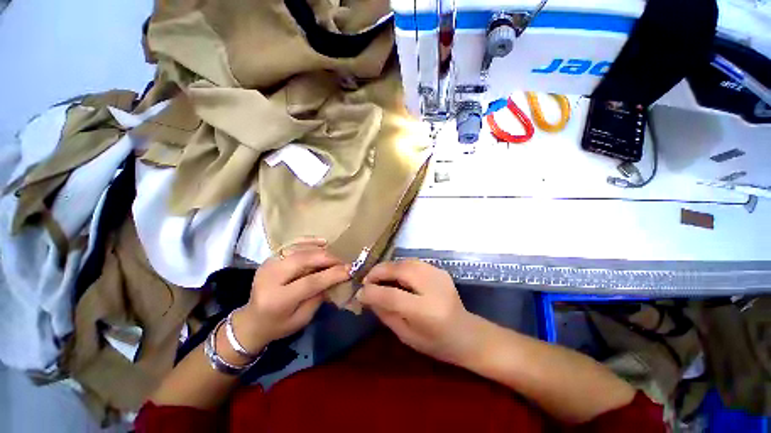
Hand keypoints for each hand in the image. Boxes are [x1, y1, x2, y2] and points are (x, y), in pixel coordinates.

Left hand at [233, 240, 350, 352]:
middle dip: (328, 258)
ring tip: (335, 256)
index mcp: (277, 300)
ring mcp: (268, 264)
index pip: (309, 282)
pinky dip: (309, 241)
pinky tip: (323, 242)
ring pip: (299, 249)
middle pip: (303, 260)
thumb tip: (337, 276)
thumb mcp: (302, 318)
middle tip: (343, 262)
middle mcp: (270, 278)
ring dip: (321, 251)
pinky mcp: (270, 257)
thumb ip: (319, 296)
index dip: (332, 274)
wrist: (252, 320)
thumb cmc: (279, 325)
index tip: (350, 270)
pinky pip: (293, 243)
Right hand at [357, 259, 486, 365]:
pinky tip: (394, 275)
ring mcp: (439, 274)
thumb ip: (386, 314)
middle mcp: (434, 287)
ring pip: (406, 261)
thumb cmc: (436, 343)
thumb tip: (367, 296)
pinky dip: (399, 266)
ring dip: (388, 267)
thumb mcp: (406, 336)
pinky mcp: (439, 269)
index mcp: (426, 311)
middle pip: (400, 270)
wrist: (467, 334)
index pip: (393, 296)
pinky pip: (413, 262)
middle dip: (379, 272)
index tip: (359, 293)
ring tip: (377, 276)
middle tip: (366, 279)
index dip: (372, 292)